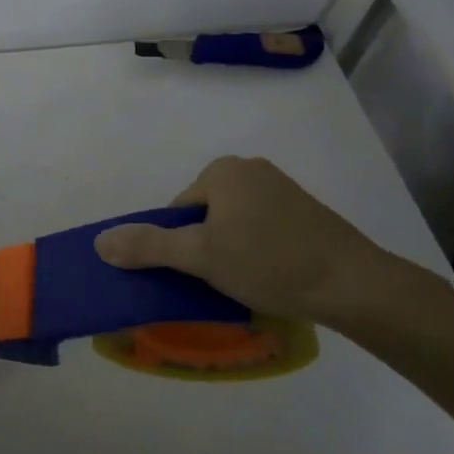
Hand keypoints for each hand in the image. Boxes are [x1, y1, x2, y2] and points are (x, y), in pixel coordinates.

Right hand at [93, 155, 428, 326]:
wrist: (353, 284)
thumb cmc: (269, 262)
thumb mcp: (200, 257)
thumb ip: (148, 246)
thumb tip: (99, 242)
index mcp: (223, 170)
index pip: (179, 210)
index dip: (180, 245)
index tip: (199, 274)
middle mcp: (251, 169)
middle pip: (205, 216)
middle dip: (207, 248)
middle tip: (222, 281)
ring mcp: (282, 189)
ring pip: (235, 224)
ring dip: (233, 252)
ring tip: (249, 283)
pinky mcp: (305, 211)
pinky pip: (264, 229)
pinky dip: (260, 251)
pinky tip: (272, 277)